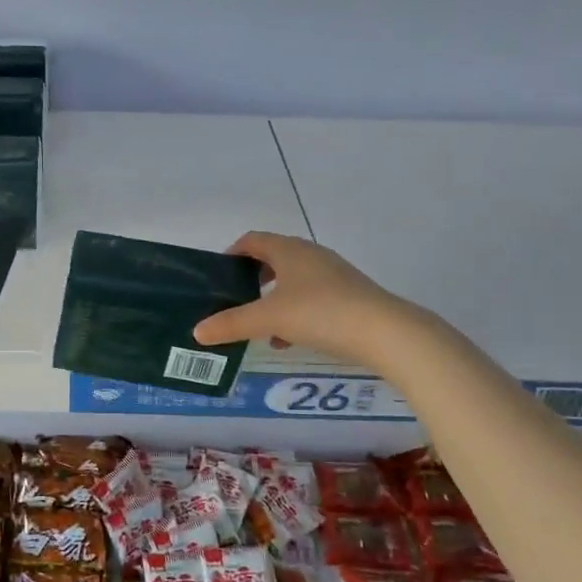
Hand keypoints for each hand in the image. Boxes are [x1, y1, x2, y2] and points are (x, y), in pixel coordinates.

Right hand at [192, 232, 414, 371]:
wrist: (385, 332)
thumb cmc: (320, 313)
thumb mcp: (269, 318)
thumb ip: (232, 323)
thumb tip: (197, 331)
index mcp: (289, 250)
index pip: (253, 240)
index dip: (232, 253)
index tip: (218, 275)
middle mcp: (311, 255)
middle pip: (273, 259)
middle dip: (252, 279)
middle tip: (234, 300)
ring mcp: (333, 275)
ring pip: (293, 282)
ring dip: (273, 299)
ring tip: (259, 326)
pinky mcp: (349, 296)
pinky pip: (312, 299)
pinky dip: (295, 314)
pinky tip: (289, 341)